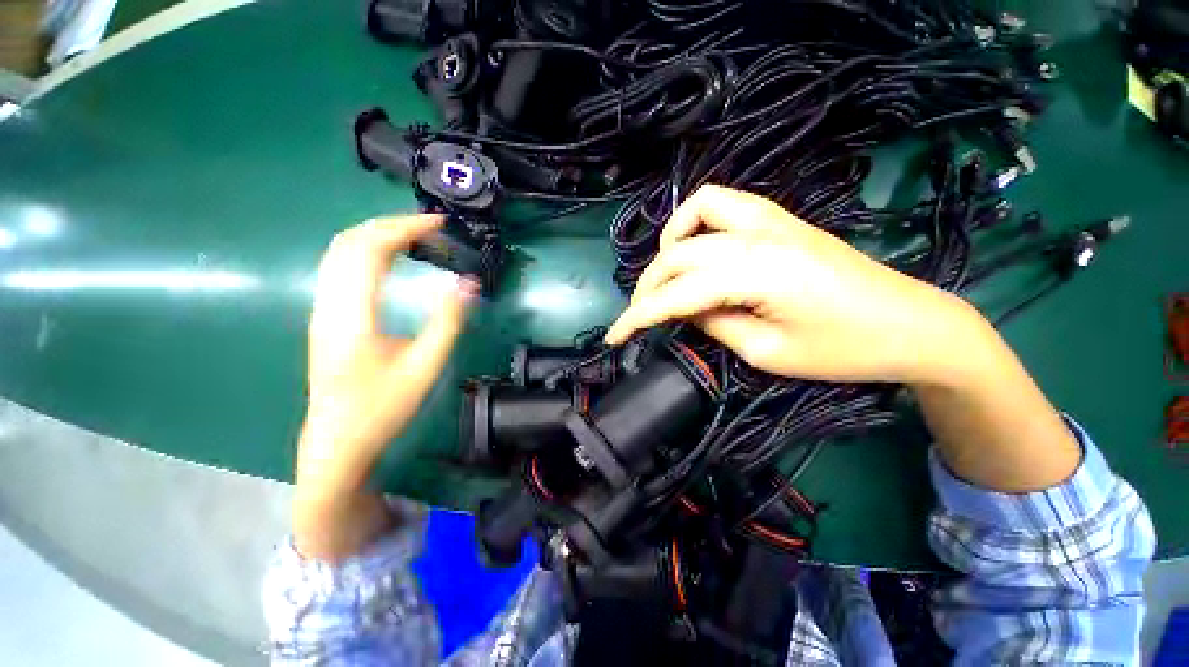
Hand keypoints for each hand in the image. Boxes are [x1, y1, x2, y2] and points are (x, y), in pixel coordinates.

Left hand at [296, 214, 477, 507]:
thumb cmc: (382, 409)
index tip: (438, 224)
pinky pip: (341, 268)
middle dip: (391, 224)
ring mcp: (322, 310)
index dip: (405, 228)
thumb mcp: (424, 367)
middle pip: (349, 242)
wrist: (337, 443)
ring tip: (415, 237)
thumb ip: (447, 322)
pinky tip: (390, 260)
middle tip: (431, 227)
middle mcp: (329, 304)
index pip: (370, 249)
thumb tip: (467, 284)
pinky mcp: (326, 317)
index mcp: (352, 315)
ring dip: (378, 235)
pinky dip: (367, 251)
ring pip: (340, 252)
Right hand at [604, 185, 977, 384]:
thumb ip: (714, 324)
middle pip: (678, 255)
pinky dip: (696, 223)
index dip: (637, 317)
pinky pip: (722, 204)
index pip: (676, 294)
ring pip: (695, 214)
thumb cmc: (844, 350)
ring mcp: (770, 219)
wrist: (911, 323)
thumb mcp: (767, 353)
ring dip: (670, 245)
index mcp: (756, 273)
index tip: (613, 336)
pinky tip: (699, 249)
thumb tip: (683, 310)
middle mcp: (757, 235)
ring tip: (667, 276)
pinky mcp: (779, 219)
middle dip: (648, 287)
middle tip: (641, 315)